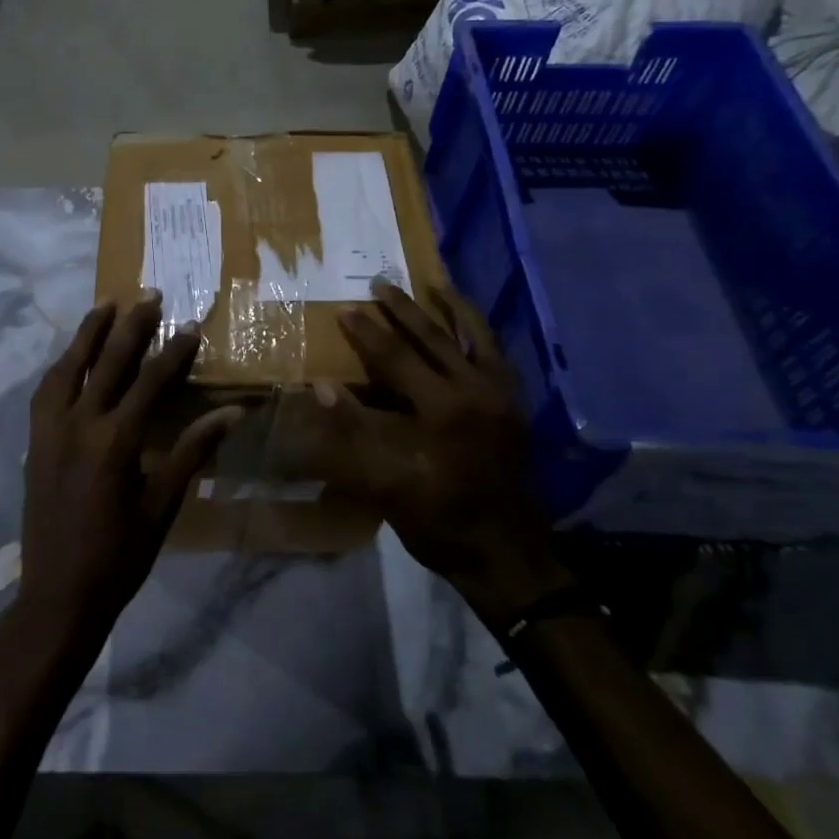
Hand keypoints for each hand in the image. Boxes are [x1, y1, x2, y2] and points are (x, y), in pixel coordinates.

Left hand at [18, 293, 242, 644]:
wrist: (58, 593)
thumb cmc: (120, 555)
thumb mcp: (163, 505)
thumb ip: (193, 451)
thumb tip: (232, 413)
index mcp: (115, 442)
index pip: (150, 382)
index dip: (173, 352)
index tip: (190, 325)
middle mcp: (79, 425)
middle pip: (108, 362)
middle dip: (131, 326)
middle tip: (149, 294)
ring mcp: (50, 431)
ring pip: (69, 368)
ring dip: (88, 334)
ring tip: (105, 305)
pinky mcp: (35, 441)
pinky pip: (46, 391)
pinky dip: (62, 366)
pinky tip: (71, 357)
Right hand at [316, 282, 570, 624]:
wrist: (504, 554)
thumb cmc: (437, 520)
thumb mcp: (385, 481)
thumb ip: (353, 428)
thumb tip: (323, 386)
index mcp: (442, 409)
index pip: (397, 358)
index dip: (367, 333)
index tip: (346, 309)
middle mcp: (477, 391)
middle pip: (435, 338)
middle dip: (403, 310)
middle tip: (380, 284)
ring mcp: (502, 396)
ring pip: (476, 338)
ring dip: (452, 309)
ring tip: (436, 285)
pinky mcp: (516, 406)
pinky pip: (498, 356)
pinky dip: (481, 334)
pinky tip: (470, 326)